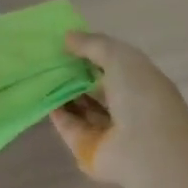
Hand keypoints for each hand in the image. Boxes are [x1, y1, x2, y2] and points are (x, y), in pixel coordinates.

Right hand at [49, 30, 187, 187]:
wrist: (146, 148)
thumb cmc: (141, 95)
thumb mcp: (119, 57)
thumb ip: (93, 45)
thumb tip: (68, 37)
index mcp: (142, 82)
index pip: (115, 65)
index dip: (92, 53)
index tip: (66, 42)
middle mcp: (128, 106)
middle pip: (97, 88)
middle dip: (76, 74)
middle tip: (48, 58)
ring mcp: (109, 131)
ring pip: (83, 108)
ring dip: (65, 92)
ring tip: (41, 73)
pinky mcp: (89, 149)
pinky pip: (71, 127)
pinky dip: (58, 113)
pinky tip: (43, 96)